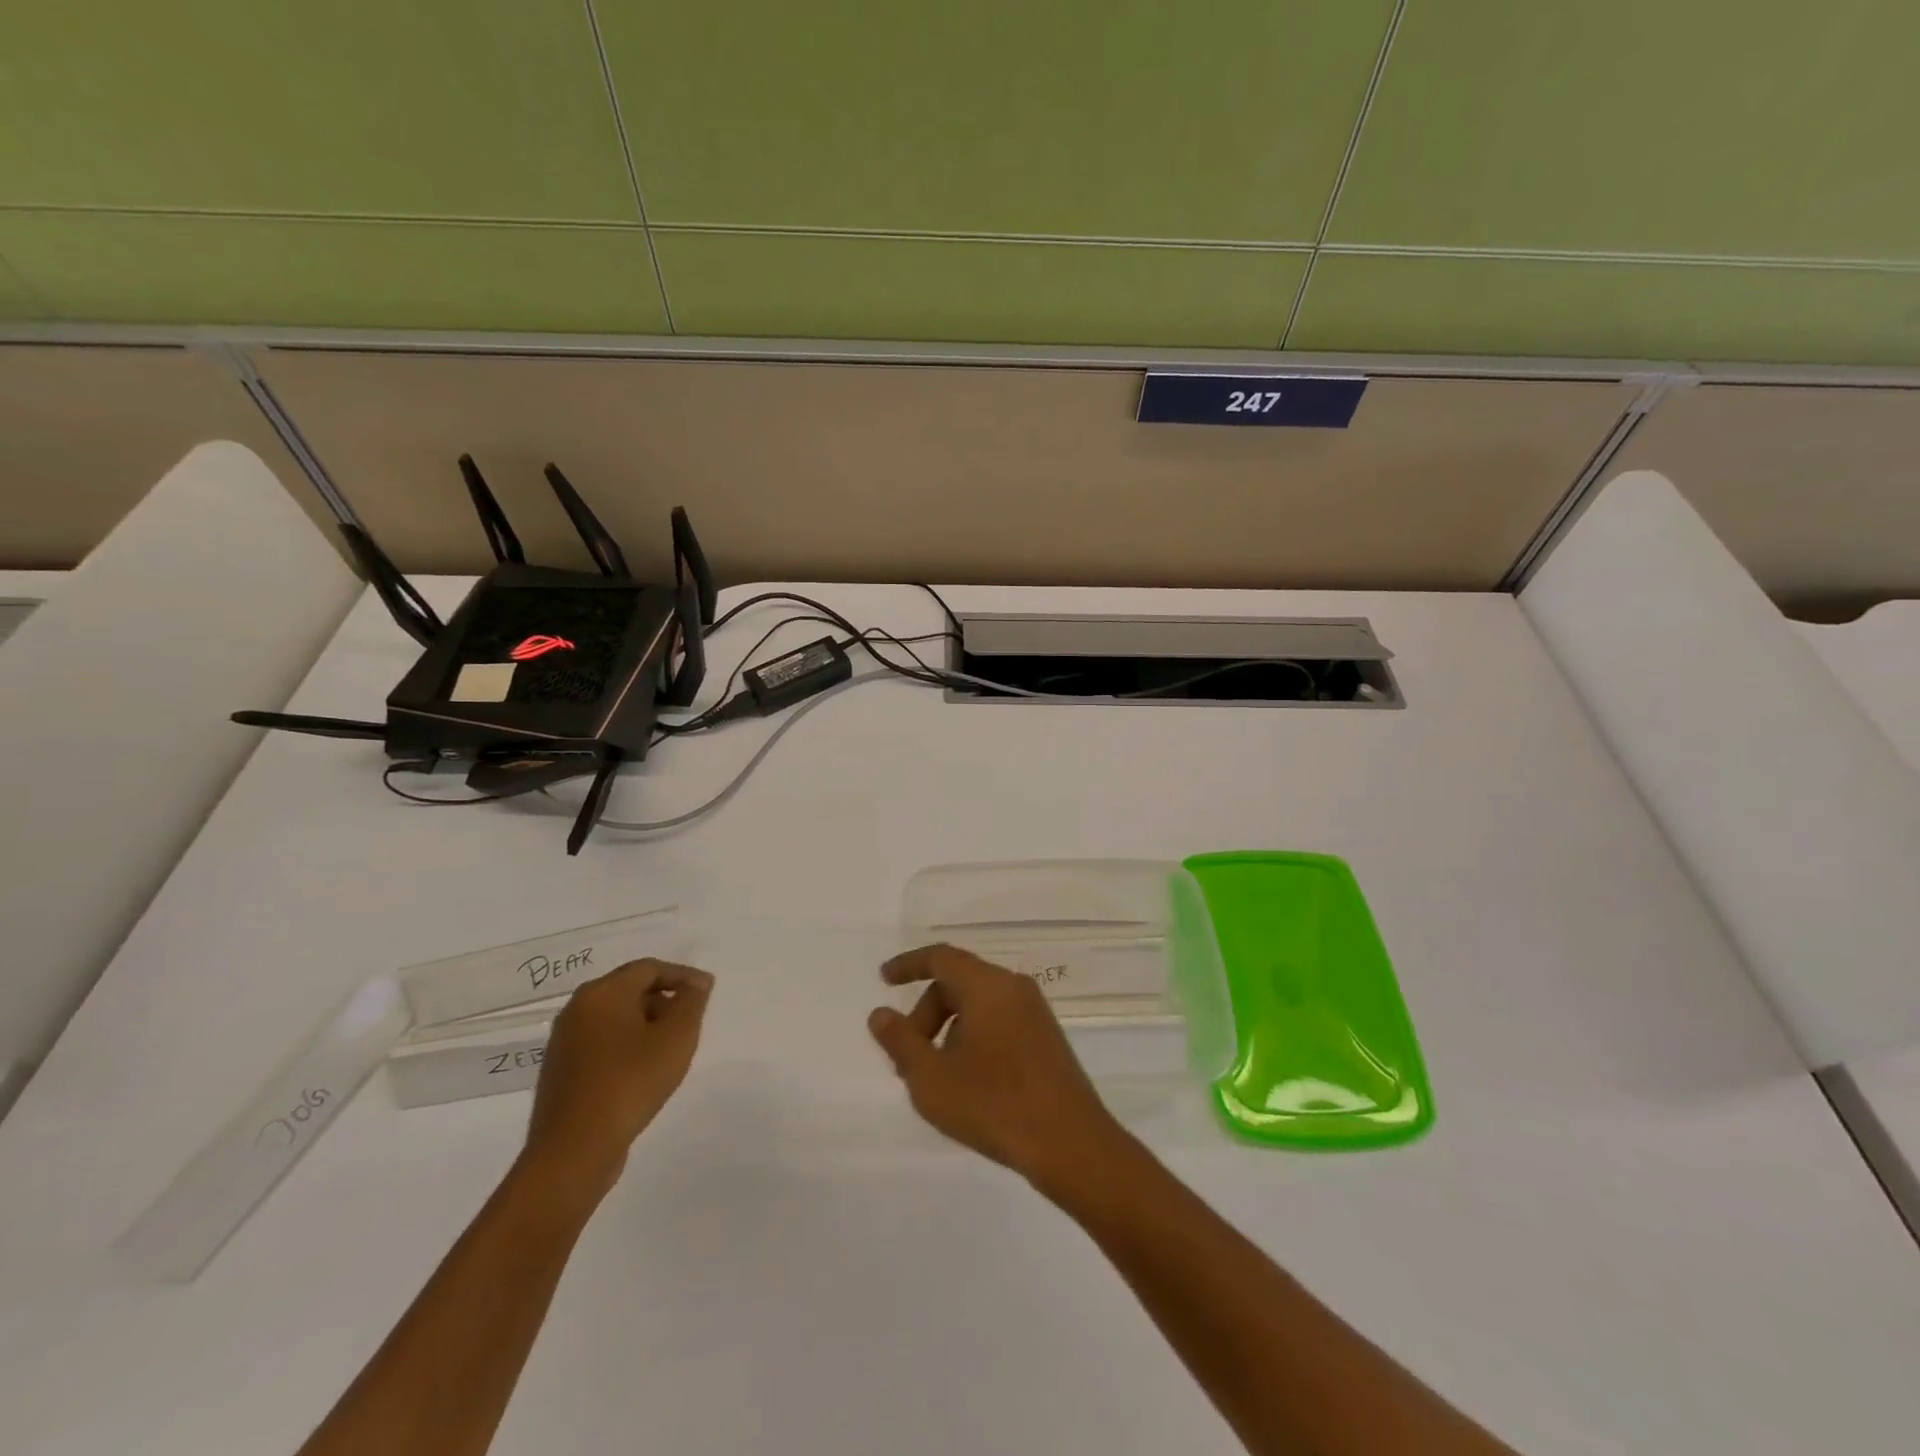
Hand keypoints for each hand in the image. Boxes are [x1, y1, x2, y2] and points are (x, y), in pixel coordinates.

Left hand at [520, 959, 713, 1202]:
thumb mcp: (676, 1037)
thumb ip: (691, 1002)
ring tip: (671, 1048)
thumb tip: (697, 982)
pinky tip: (644, 1070)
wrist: (573, 1151)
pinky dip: (627, 1045)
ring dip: (647, 1024)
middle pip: (630, 989)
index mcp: (602, 993)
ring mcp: (564, 1041)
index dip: (683, 975)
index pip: (649, 968)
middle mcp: (577, 1009)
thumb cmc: (631, 1083)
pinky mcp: (562, 1070)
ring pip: (616, 1018)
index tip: (708, 992)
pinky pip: (602, 1042)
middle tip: (691, 1021)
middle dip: (665, 1000)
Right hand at [868, 944, 1125, 1187]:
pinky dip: (973, 1038)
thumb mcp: (931, 1078)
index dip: (908, 965)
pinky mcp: (1046, 1039)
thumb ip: (900, 1042)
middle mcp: (1014, 988)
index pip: (941, 957)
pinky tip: (967, 1082)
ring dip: (948, 1030)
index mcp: (988, 986)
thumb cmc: (994, 1104)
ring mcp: (1035, 1013)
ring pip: (978, 1005)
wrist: (1071, 1144)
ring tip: (936, 1078)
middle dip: (925, 1014)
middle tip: (907, 1058)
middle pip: (958, 983)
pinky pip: (998, 1021)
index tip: (884, 979)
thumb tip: (880, 1014)